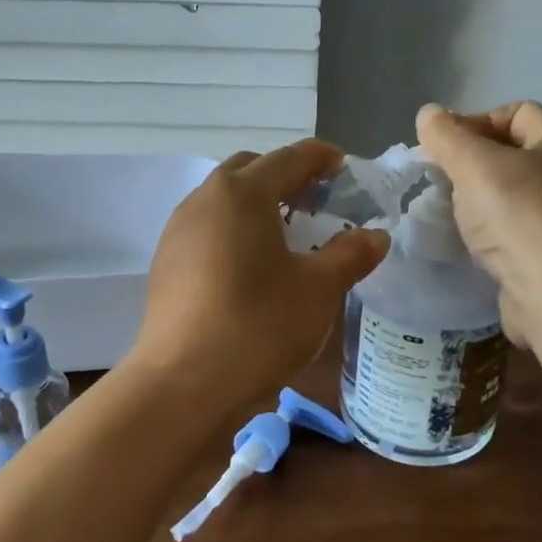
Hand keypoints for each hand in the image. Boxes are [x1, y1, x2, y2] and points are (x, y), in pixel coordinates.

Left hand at [129, 140, 390, 418]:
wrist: (183, 383)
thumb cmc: (258, 326)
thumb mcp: (319, 290)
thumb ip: (351, 254)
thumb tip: (375, 235)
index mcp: (243, 193)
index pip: (289, 157)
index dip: (321, 157)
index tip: (344, 167)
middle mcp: (204, 199)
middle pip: (251, 170)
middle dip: (286, 176)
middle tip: (318, 201)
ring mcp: (178, 230)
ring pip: (224, 199)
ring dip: (258, 203)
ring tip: (287, 233)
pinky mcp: (165, 262)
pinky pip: (207, 227)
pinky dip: (235, 229)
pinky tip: (252, 264)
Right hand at [416, 101, 541, 344]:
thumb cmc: (519, 216)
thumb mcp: (473, 165)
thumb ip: (447, 136)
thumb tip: (429, 113)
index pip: (520, 111)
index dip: (480, 119)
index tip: (447, 146)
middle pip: (516, 154)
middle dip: (476, 162)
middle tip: (443, 180)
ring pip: (515, 196)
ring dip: (481, 202)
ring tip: (453, 215)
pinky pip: (517, 233)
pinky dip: (493, 234)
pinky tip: (473, 246)